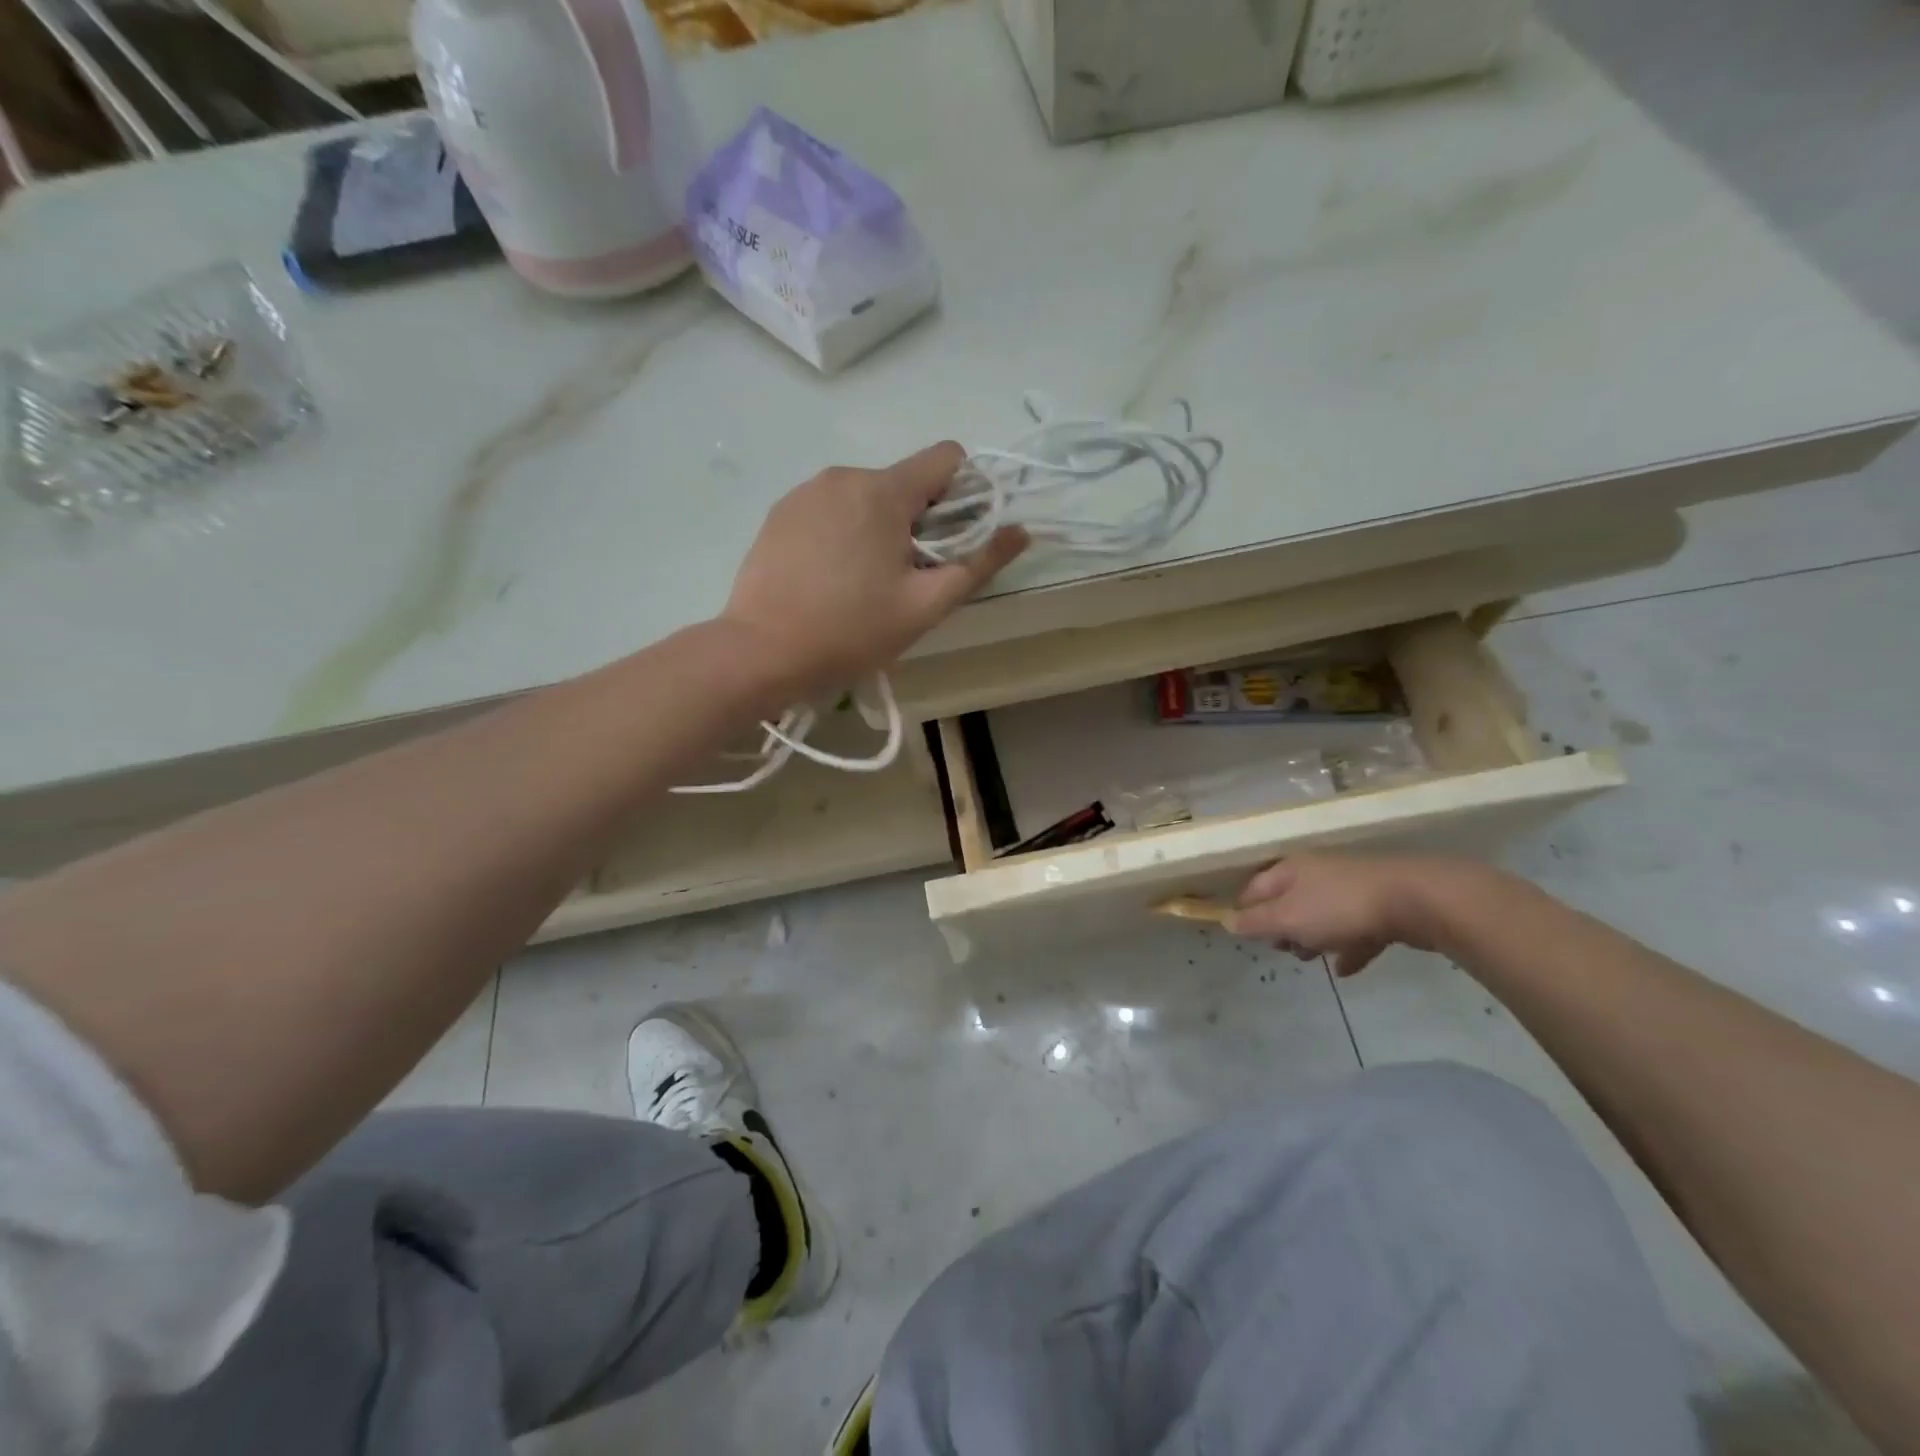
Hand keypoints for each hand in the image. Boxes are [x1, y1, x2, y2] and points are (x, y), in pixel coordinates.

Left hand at [720, 442, 1027, 697]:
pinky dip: (845, 532)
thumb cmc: (851, 631)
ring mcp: (805, 491)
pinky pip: (831, 508)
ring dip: (881, 527)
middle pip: (906, 481)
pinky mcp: (780, 512)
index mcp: (883, 490)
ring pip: (867, 496)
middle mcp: (844, 475)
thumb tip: (1020, 531)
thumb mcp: (926, 605)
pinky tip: (831, 577)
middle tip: (908, 576)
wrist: (761, 652)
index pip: (946, 458)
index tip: (955, 540)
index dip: (965, 494)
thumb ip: (979, 563)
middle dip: (921, 520)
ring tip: (865, 582)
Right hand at [1230, 853, 1482, 975]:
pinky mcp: (1380, 904)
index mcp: (1290, 869)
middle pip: (1288, 901)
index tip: (1247, 938)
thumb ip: (1257, 922)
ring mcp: (1350, 886)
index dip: (1245, 913)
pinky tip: (1346, 968)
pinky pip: (1354, 927)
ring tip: (1314, 960)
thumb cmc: (1340, 907)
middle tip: (1285, 951)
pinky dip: (1347, 945)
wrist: (1417, 899)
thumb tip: (1227, 921)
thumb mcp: (1289, 918)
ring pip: (1321, 914)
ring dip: (1314, 938)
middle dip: (1282, 928)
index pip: (1254, 889)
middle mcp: (1316, 872)